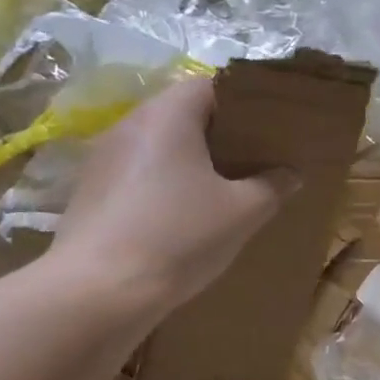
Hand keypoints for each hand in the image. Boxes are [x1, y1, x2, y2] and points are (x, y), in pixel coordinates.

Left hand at [46, 78, 296, 310]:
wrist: (98, 293)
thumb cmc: (178, 237)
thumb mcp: (242, 213)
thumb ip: (272, 186)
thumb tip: (290, 174)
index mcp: (168, 115)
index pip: (210, 85)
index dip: (243, 103)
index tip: (268, 129)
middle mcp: (130, 125)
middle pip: (182, 114)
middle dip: (219, 135)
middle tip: (253, 160)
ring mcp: (103, 158)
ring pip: (158, 146)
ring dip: (189, 161)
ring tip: (221, 189)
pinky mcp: (90, 192)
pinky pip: (137, 174)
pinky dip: (163, 184)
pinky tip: (180, 216)